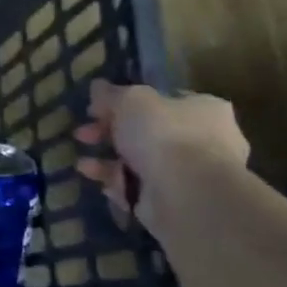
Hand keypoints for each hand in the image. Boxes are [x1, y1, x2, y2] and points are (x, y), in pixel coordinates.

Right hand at [73, 80, 247, 228]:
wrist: (186, 193)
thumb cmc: (164, 134)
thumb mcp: (130, 100)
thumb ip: (112, 94)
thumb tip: (98, 86)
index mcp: (203, 109)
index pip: (162, 100)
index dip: (125, 103)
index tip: (95, 109)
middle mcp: (203, 139)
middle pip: (146, 131)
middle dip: (109, 132)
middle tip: (83, 134)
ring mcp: (189, 173)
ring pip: (139, 161)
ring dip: (107, 160)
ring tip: (82, 163)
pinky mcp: (174, 200)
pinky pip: (138, 186)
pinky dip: (114, 181)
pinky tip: (95, 179)